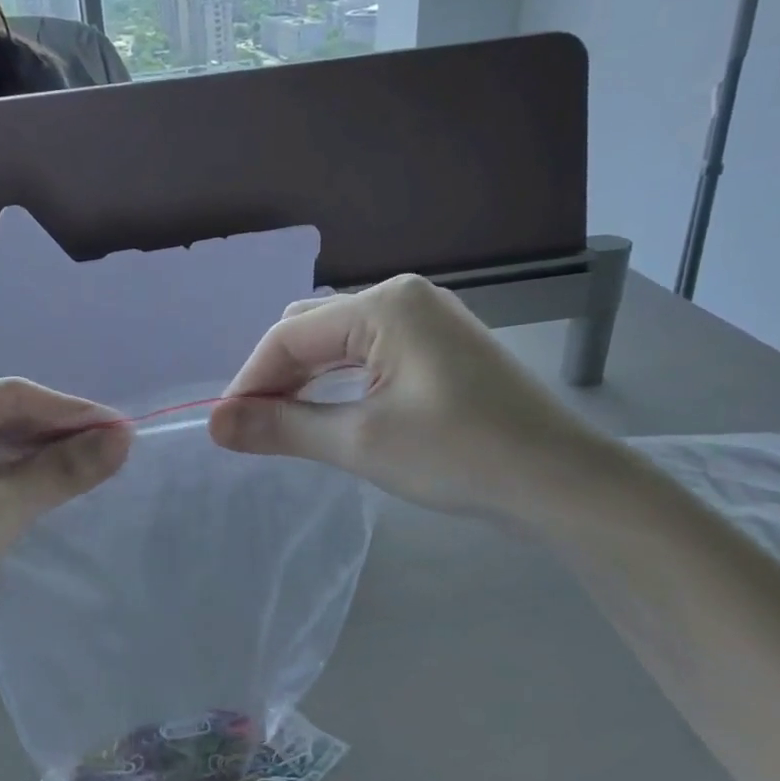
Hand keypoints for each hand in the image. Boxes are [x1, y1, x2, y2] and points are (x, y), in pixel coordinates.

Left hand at [0, 380, 130, 675]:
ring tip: (94, 463)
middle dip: (53, 434)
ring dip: (35, 457)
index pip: (3, 396)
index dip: (69, 411)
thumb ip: (61, 469)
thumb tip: (124, 438)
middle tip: (114, 448)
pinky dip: (9, 477)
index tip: (124, 427)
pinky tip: (48, 482)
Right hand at [209, 275, 610, 520]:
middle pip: (312, 329)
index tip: (225, 426)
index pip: (290, 336)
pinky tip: (328, 411)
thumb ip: (282, 428)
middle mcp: (403, 298)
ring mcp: (427, 319)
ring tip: (281, 424)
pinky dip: (339, 381)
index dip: (250, 381)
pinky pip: (370, 354)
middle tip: (253, 428)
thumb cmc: (460, 456)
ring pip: (340, 342)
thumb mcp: (360, 442)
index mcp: (384, 305)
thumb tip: (215, 425)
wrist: (563, 482)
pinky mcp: (440, 347)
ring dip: (305, 379)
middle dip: (275, 376)